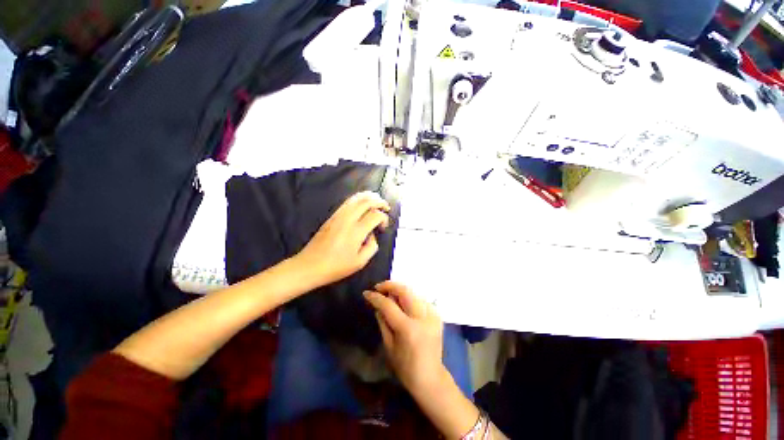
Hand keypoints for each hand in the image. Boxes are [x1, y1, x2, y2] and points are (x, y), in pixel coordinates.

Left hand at [295, 191, 390, 286]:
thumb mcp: (360, 262)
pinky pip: (347, 202)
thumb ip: (372, 247)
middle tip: (386, 207)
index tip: (383, 227)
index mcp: (356, 232)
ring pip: (356, 198)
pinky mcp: (332, 216)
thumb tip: (372, 235)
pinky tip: (362, 203)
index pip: (375, 215)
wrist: (309, 265)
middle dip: (379, 201)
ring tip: (377, 199)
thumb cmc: (335, 267)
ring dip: (369, 196)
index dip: (384, 218)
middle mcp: (348, 219)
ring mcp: (338, 216)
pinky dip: (358, 199)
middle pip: (366, 201)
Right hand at [364, 281, 446, 395]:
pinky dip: (410, 297)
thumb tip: (378, 305)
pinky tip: (403, 303)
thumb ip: (383, 322)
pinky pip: (421, 299)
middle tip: (379, 288)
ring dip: (400, 290)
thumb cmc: (405, 368)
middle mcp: (422, 317)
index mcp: (408, 329)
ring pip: (413, 292)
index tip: (366, 293)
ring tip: (389, 294)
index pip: (389, 305)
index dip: (376, 297)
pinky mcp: (437, 315)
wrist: (431, 378)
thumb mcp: (389, 346)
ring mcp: (432, 315)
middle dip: (390, 285)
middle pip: (405, 291)